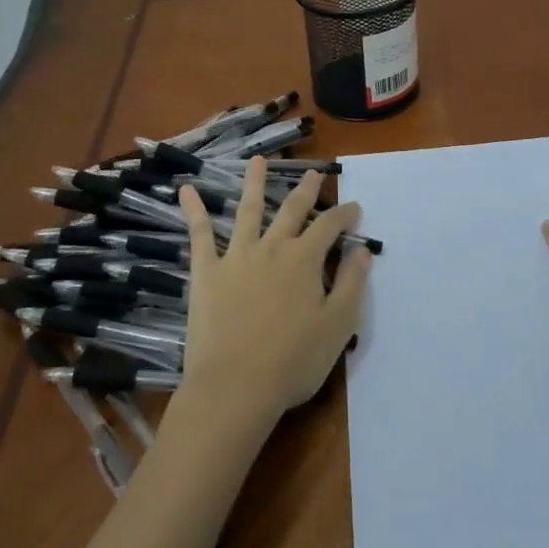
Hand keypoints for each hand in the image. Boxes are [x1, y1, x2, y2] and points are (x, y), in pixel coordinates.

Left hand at [175, 157, 370, 433]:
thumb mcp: (338, 325)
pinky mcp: (207, 272)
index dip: (345, 214)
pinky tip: (186, 191)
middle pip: (292, 210)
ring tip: (258, 161)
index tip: (355, 207)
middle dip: (306, 190)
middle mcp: (272, 247)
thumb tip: (363, 250)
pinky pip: (199, 235)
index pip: (330, 226)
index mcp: (305, 259)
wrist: (235, 386)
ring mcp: (236, 256)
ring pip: (247, 210)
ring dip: (254, 183)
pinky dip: (193, 211)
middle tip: (314, 174)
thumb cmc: (293, 361)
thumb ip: (351, 283)